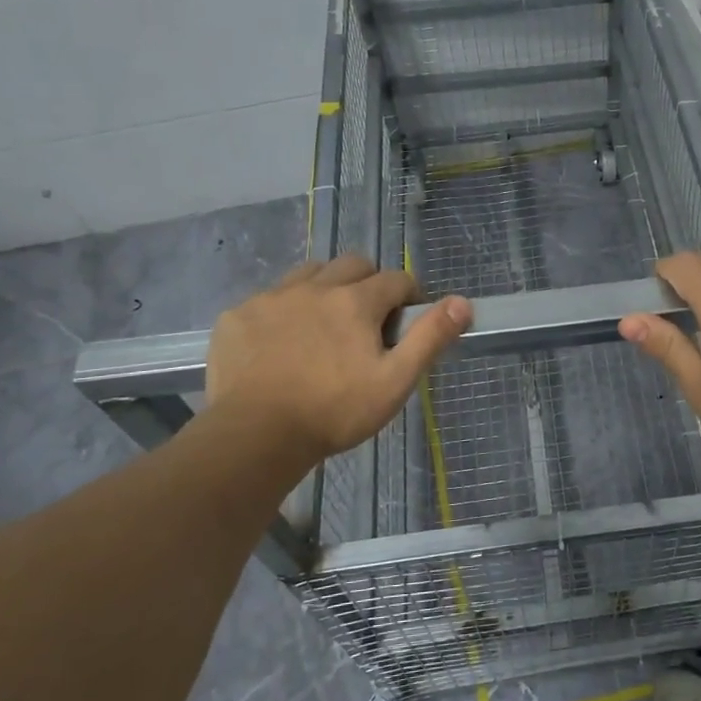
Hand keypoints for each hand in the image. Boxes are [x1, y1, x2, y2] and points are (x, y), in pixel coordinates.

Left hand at [206, 256, 470, 461]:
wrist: (255, 436)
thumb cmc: (334, 411)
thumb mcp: (395, 381)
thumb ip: (430, 338)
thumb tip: (462, 302)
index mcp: (356, 300)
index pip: (397, 279)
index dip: (410, 296)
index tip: (407, 322)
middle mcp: (314, 287)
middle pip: (353, 264)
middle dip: (369, 283)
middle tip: (368, 323)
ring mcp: (271, 298)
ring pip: (309, 274)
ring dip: (326, 288)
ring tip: (326, 326)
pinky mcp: (238, 316)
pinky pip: (269, 298)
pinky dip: (285, 311)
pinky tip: (282, 344)